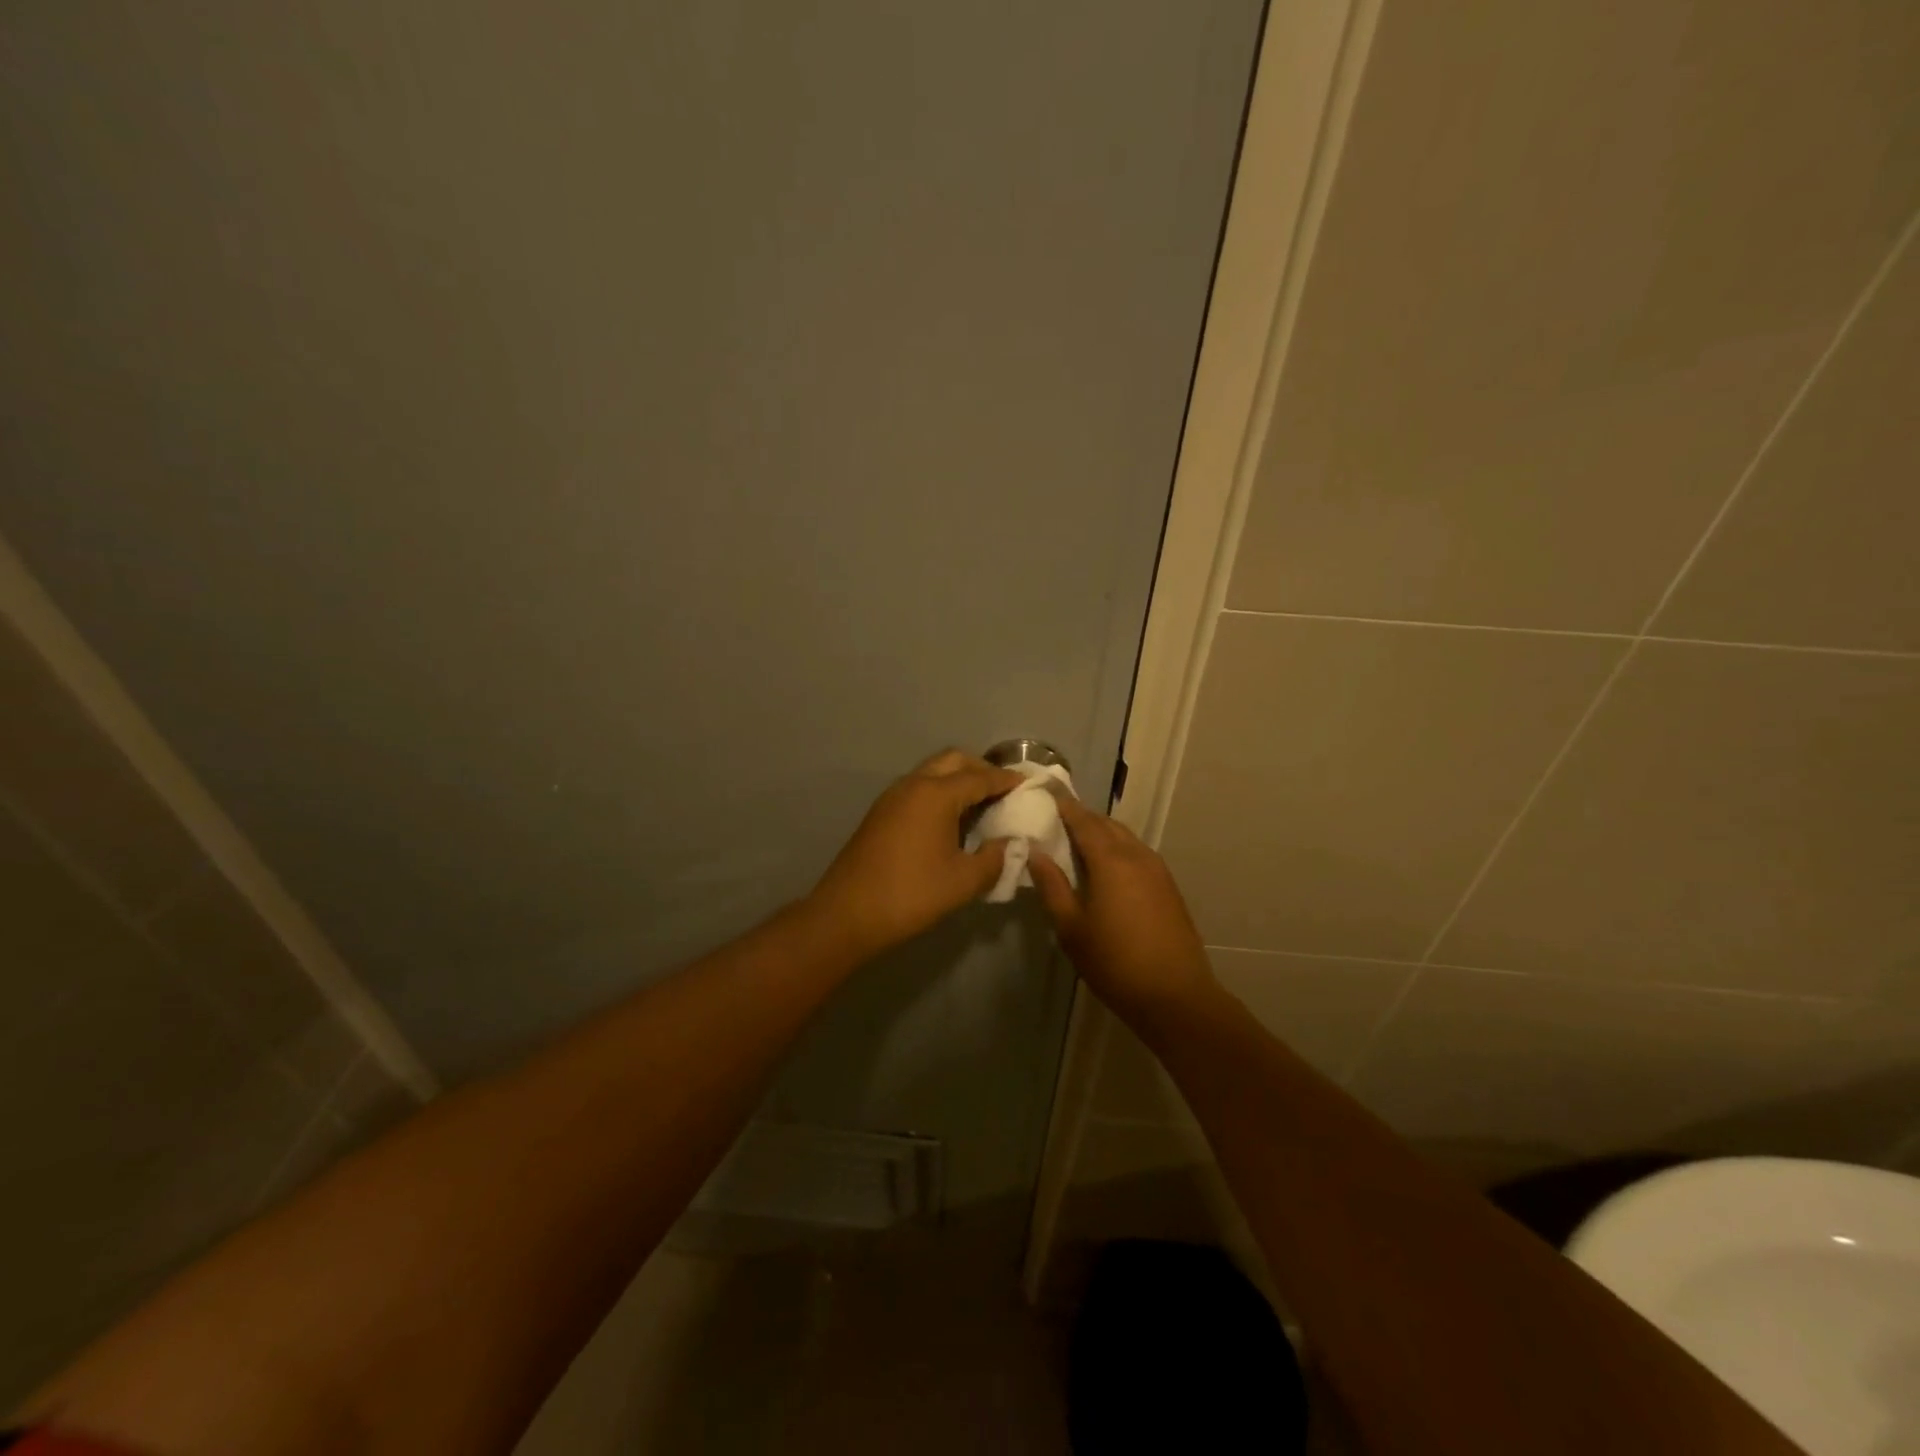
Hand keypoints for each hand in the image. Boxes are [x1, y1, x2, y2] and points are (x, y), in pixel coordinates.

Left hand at [808, 750, 1024, 960]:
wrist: (848, 913)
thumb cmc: (911, 894)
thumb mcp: (964, 881)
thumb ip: (995, 858)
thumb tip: (1012, 844)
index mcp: (937, 794)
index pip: (981, 777)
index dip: (1007, 780)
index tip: (1029, 784)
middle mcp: (914, 784)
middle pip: (954, 761)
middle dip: (981, 769)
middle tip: (1004, 790)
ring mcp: (893, 796)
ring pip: (933, 771)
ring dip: (958, 779)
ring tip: (981, 804)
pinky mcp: (881, 812)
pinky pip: (918, 787)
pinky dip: (940, 791)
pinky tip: (951, 819)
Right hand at [1029, 794, 1217, 1024]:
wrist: (1175, 996)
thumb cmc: (1114, 962)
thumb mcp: (1071, 928)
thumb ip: (1052, 886)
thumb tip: (1035, 852)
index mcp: (1110, 860)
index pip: (1083, 821)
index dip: (1064, 806)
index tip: (1047, 794)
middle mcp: (1137, 855)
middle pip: (1107, 825)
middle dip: (1083, 818)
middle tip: (1058, 819)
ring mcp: (1158, 870)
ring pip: (1126, 838)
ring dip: (1103, 833)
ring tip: (1080, 842)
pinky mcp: (1169, 887)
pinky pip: (1138, 853)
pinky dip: (1119, 849)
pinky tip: (1108, 868)